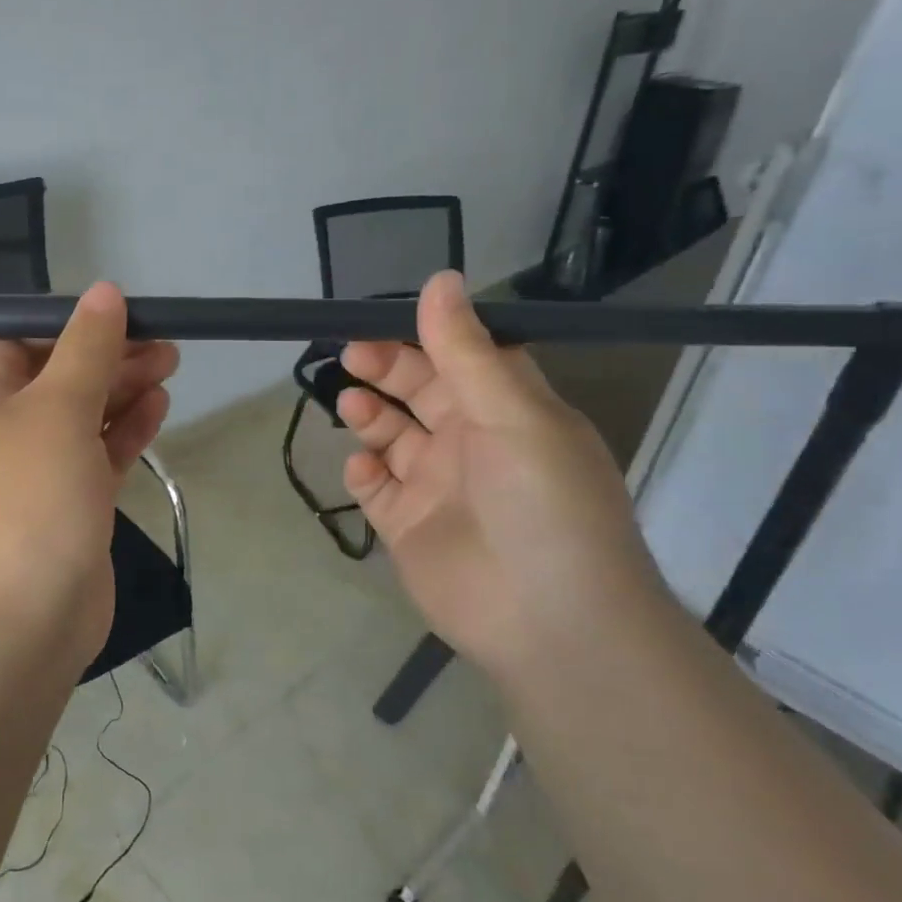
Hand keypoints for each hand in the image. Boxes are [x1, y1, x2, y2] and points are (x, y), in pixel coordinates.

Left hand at [0, 283, 178, 676]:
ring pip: (82, 415)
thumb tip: (103, 292)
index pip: (10, 338)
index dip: (57, 323)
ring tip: (171, 365)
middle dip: (106, 355)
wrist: (20, 623)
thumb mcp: (58, 409)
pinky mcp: (69, 506)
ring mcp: (36, 472)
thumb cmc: (29, 500)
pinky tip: (159, 407)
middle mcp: (2, 431)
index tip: (110, 316)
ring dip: (122, 389)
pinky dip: (125, 431)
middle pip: (56, 374)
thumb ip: (85, 349)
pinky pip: (97, 454)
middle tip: (163, 343)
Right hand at [336, 271, 670, 669]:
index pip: (463, 356)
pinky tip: (362, 467)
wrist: (550, 622)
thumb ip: (466, 351)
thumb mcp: (513, 415)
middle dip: (386, 368)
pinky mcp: (409, 526)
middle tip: (352, 356)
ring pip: (392, 436)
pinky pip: (375, 488)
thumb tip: (440, 279)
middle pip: (420, 390)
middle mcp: (473, 442)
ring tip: (353, 406)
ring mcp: (438, 486)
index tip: (382, 318)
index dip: (425, 334)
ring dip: (370, 415)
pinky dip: (363, 472)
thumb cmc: (543, 504)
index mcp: (509, 410)